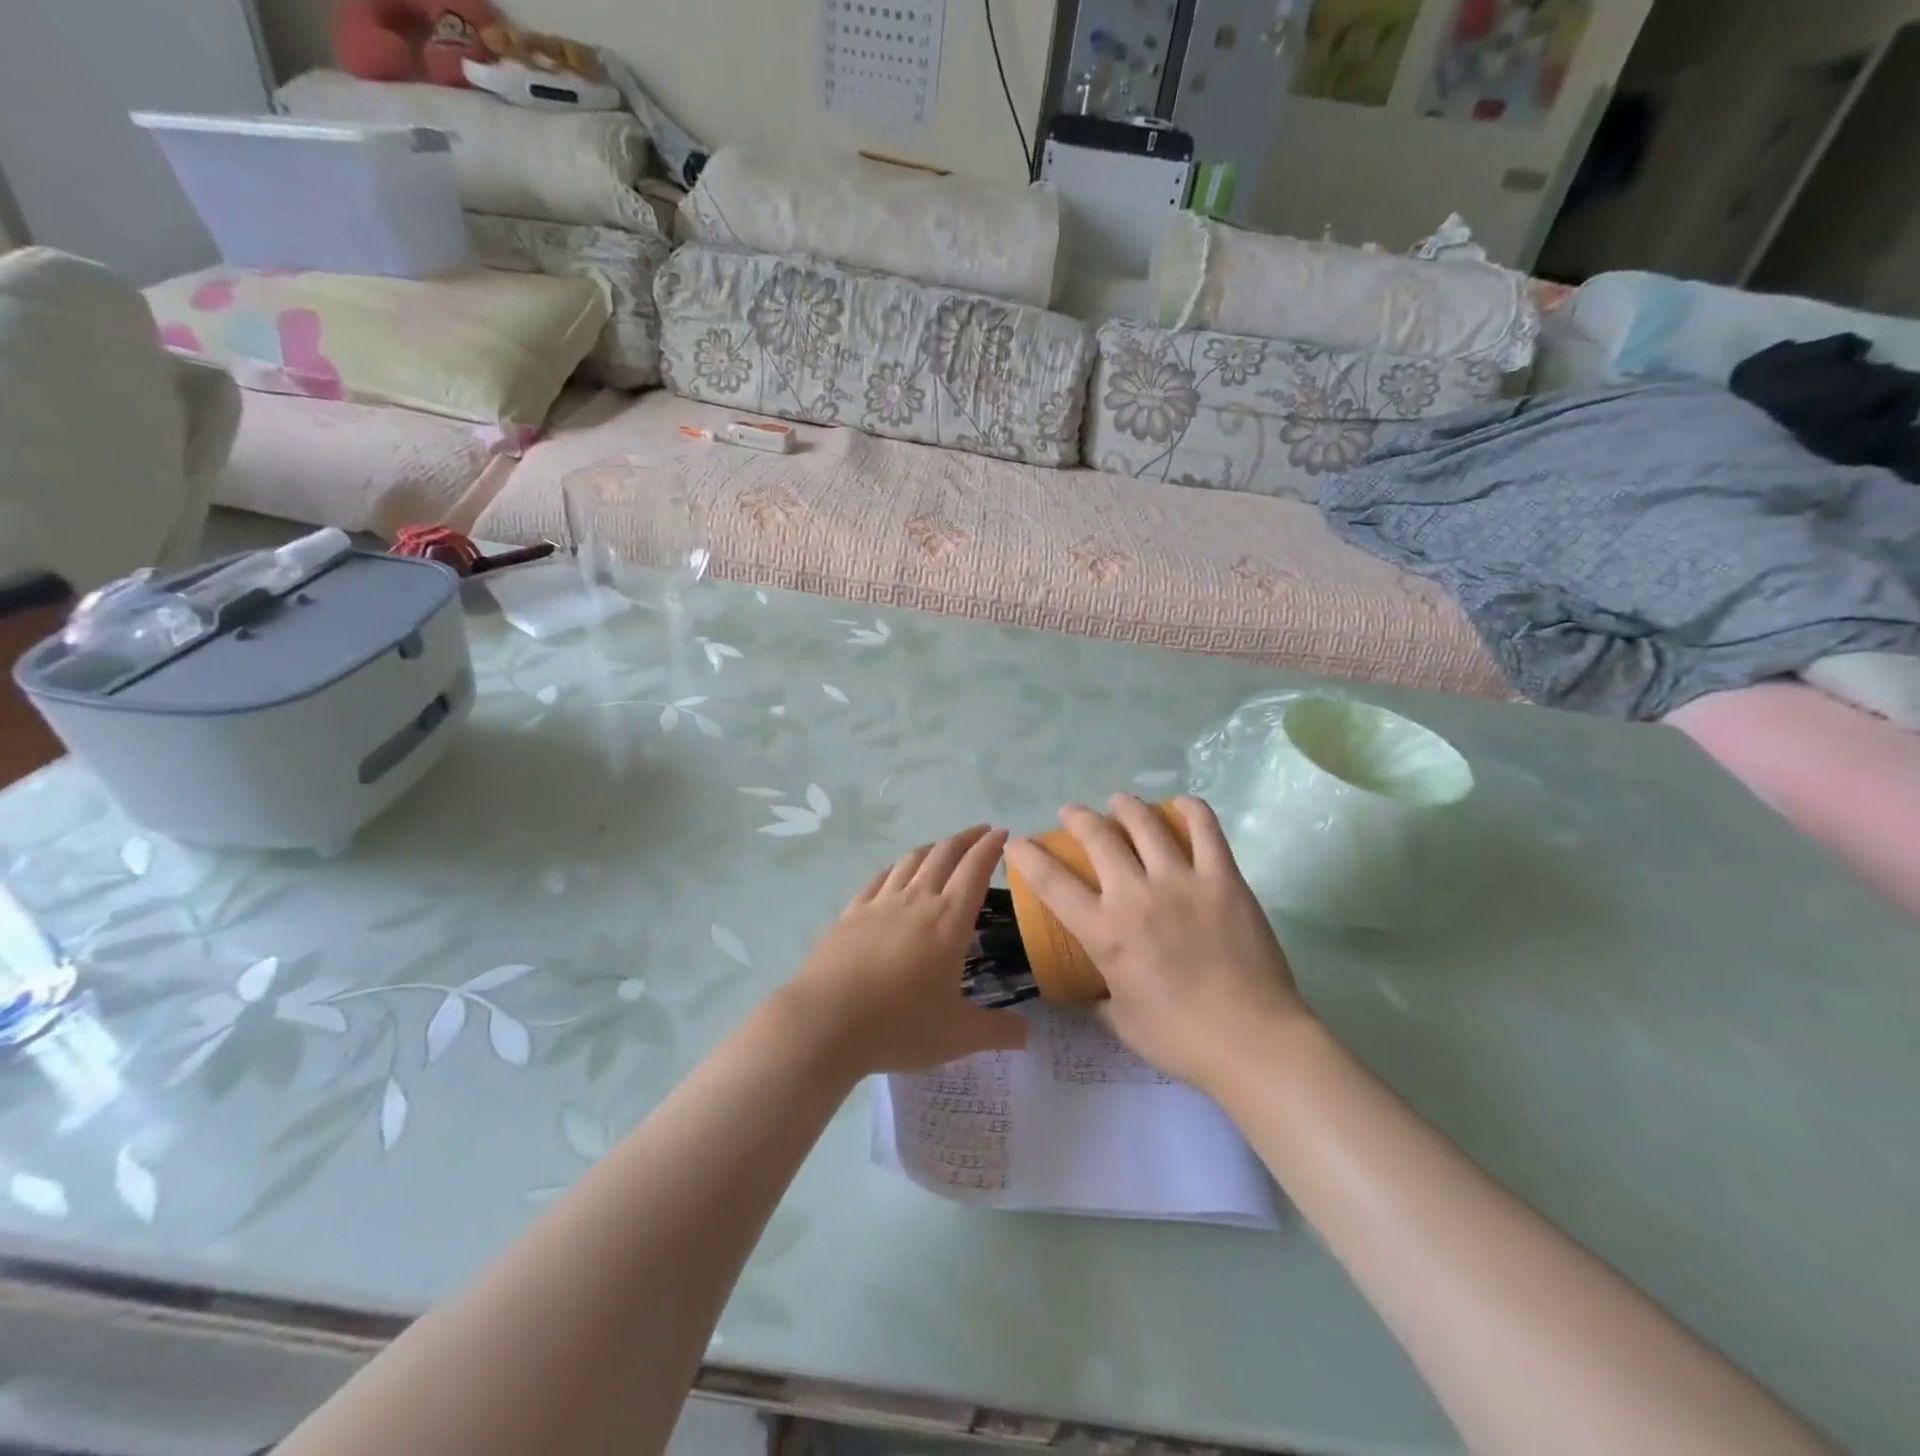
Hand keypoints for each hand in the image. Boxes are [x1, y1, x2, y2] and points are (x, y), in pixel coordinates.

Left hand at [780, 827, 1027, 1076]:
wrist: (826, 1022)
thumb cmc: (899, 1025)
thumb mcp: (957, 1036)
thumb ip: (997, 1032)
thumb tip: (1028, 1035)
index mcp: (949, 920)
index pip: (975, 870)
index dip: (990, 847)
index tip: (1002, 833)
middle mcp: (916, 900)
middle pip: (944, 855)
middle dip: (966, 838)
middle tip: (980, 832)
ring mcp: (880, 903)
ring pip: (911, 860)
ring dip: (932, 847)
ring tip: (942, 847)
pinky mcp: (850, 913)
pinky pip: (878, 879)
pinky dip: (895, 867)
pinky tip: (895, 871)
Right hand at [1005, 796, 1311, 1091]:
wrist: (1253, 1041)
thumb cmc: (1180, 1039)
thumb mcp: (1121, 1022)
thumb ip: (1098, 998)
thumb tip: (1086, 990)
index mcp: (1104, 931)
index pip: (1050, 881)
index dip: (1026, 855)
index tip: (1017, 843)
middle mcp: (1135, 894)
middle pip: (1098, 836)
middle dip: (1077, 818)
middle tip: (1071, 815)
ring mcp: (1182, 880)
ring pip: (1145, 823)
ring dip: (1124, 806)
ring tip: (1119, 803)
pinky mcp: (1223, 878)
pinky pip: (1204, 829)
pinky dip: (1189, 809)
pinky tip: (1180, 804)